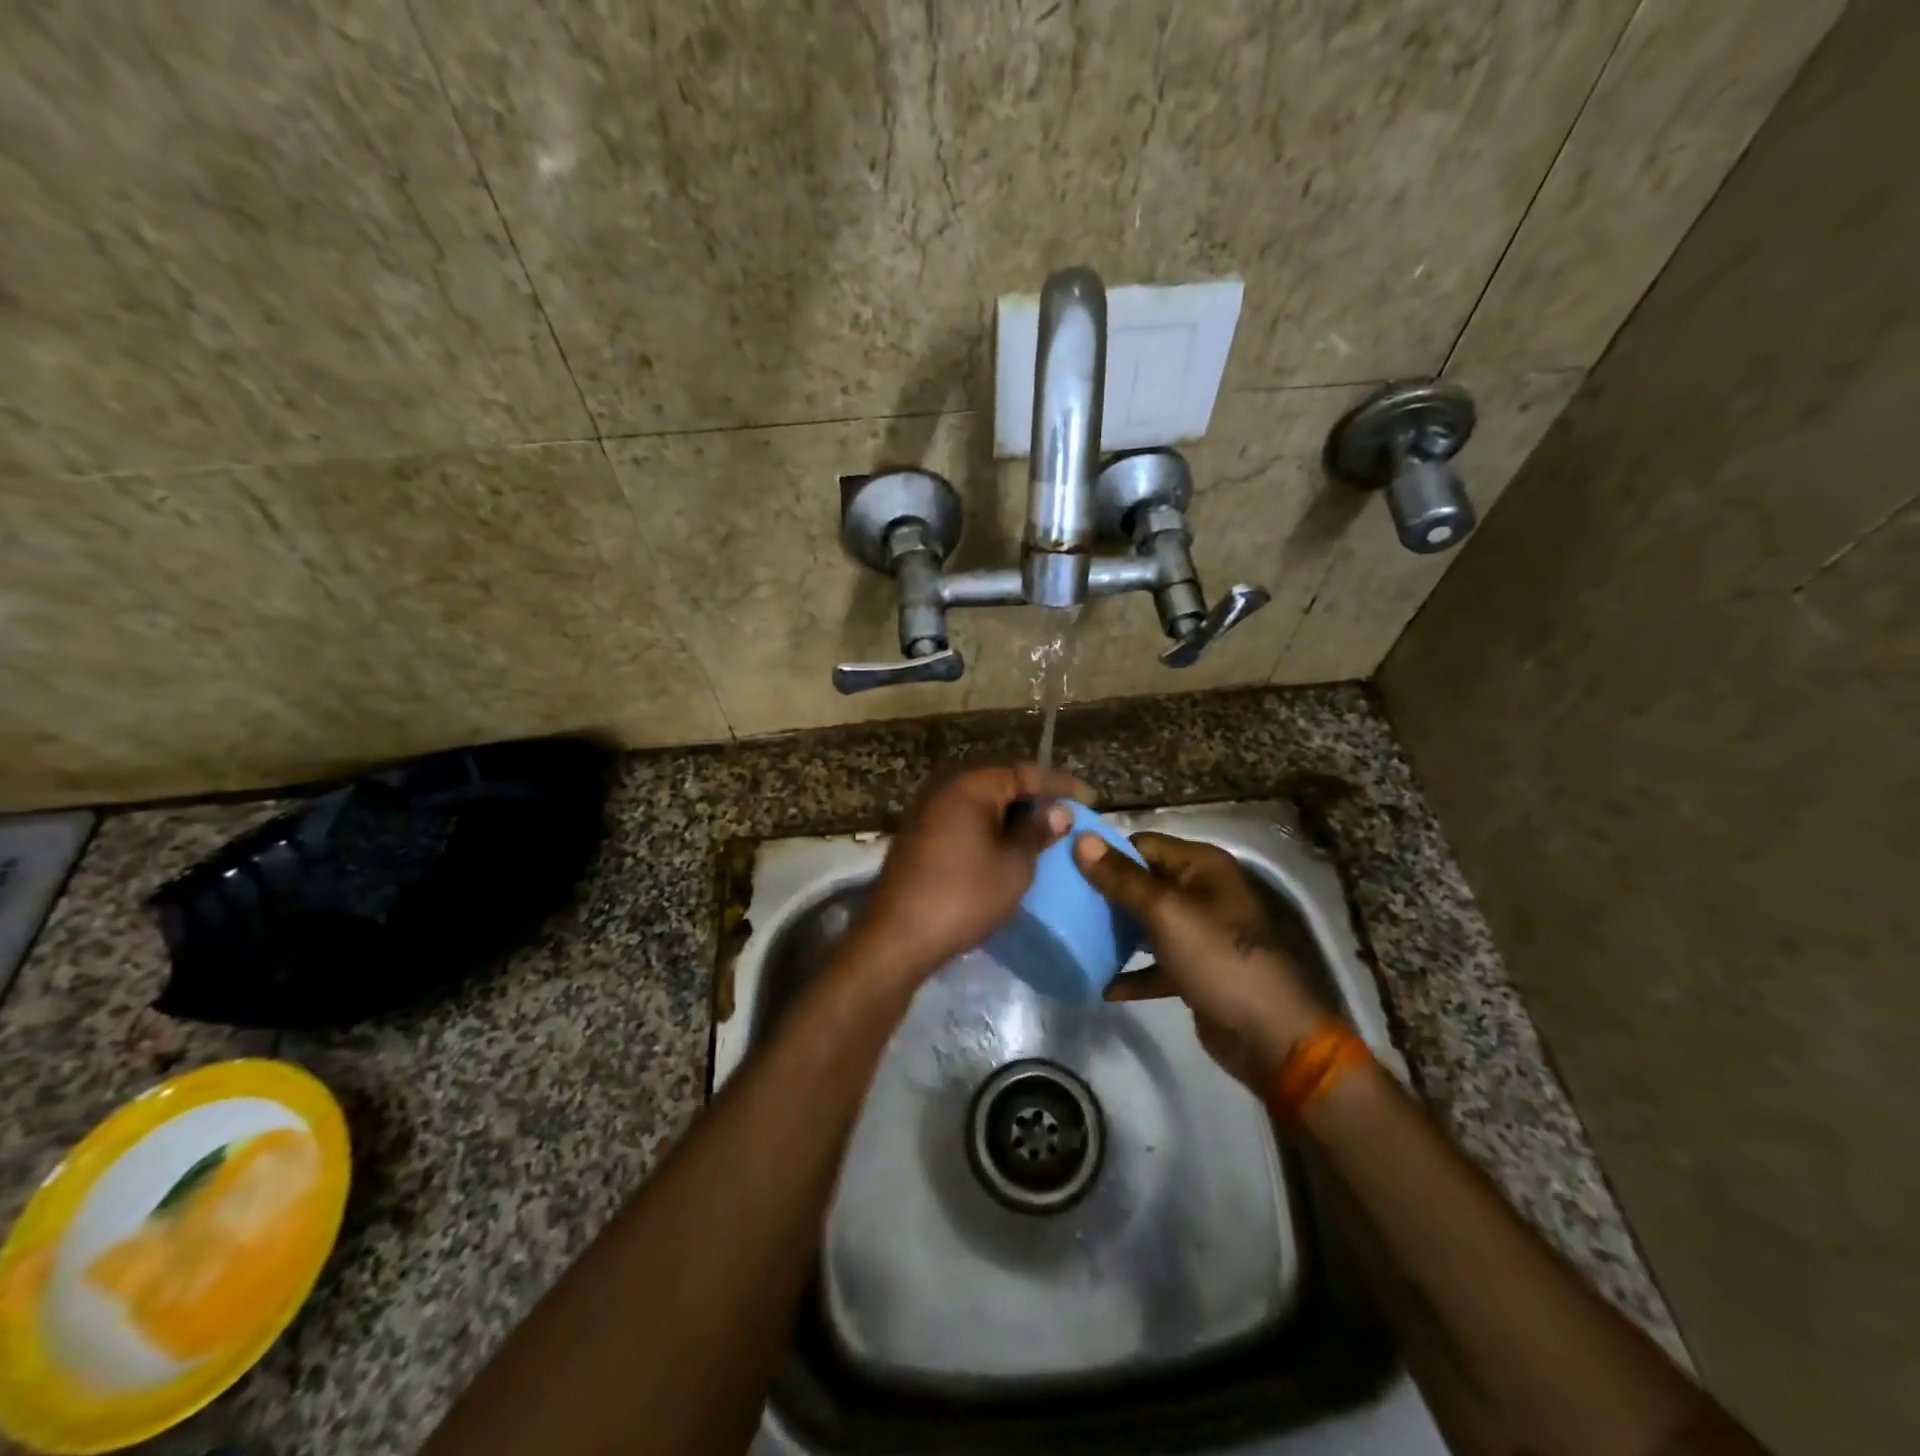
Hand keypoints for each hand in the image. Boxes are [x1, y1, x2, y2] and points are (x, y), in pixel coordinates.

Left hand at [847, 764, 1092, 984]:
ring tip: (1039, 833)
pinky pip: (962, 819)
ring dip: (1009, 814)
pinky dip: (987, 827)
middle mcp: (944, 788)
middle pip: (999, 782)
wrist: (897, 936)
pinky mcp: (917, 835)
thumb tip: (1057, 811)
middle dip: (1033, 797)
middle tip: (1064, 815)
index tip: (1089, 798)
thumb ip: (1037, 833)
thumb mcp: (1013, 867)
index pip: (1024, 772)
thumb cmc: (964, 896)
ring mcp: (926, 811)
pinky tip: (1003, 847)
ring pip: (979, 802)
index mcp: (970, 786)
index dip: (1059, 784)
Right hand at [1073, 832, 1330, 1089]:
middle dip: (1106, 894)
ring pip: (1146, 923)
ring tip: (1073, 937)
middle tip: (1062, 903)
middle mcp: (1202, 892)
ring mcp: (1199, 933)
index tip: (1065, 867)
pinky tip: (1101, 984)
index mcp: (1201, 866)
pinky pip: (1155, 962)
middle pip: (1142, 882)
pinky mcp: (1195, 970)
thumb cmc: (1217, 958)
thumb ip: (1121, 878)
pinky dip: (1132, 971)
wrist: (1268, 1035)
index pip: (1143, 845)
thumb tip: (1080, 839)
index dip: (1106, 854)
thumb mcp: (1165, 912)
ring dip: (1115, 932)